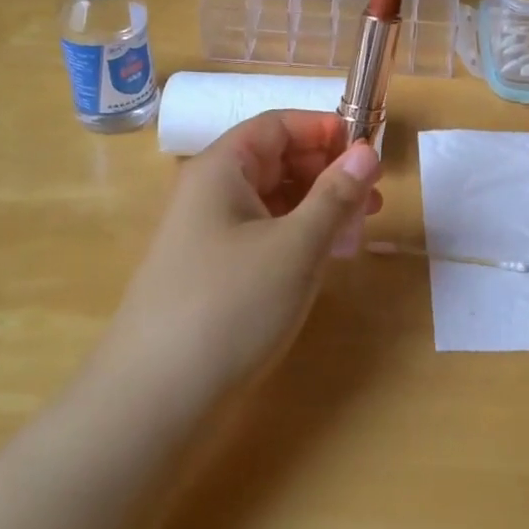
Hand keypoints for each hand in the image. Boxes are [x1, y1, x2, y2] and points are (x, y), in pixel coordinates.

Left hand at [99, 111, 382, 410]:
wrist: (154, 402)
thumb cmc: (230, 306)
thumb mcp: (296, 246)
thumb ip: (336, 194)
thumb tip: (367, 150)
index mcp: (222, 169)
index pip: (278, 125)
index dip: (324, 130)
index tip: (369, 150)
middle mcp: (212, 193)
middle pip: (277, 161)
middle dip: (329, 171)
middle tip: (375, 194)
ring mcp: (211, 235)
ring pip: (275, 201)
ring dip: (321, 206)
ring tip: (362, 225)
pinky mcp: (216, 273)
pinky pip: (266, 235)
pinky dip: (301, 236)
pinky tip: (331, 256)